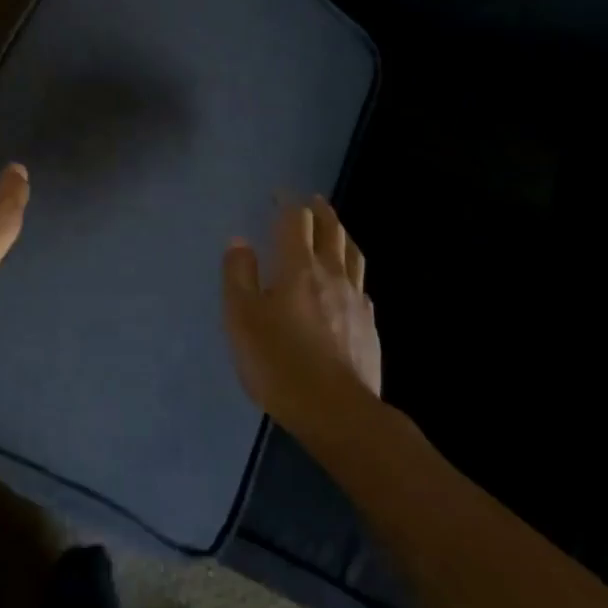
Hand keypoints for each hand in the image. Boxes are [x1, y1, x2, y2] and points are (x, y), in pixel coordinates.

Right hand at [223, 196, 381, 437]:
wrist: (338, 413)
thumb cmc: (280, 362)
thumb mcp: (242, 318)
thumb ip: (239, 275)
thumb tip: (240, 241)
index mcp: (299, 267)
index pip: (296, 221)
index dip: (288, 203)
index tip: (279, 194)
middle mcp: (332, 275)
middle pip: (331, 231)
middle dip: (320, 211)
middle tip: (312, 200)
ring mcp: (356, 301)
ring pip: (352, 255)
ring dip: (342, 235)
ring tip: (335, 229)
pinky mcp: (369, 327)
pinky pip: (361, 285)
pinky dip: (351, 271)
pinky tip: (347, 282)